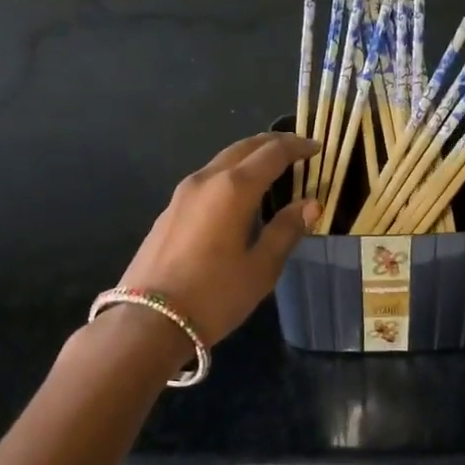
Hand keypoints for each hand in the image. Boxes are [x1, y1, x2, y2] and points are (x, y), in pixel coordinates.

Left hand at [118, 133, 318, 344]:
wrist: (148, 321)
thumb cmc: (214, 295)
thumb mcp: (261, 267)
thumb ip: (286, 230)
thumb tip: (310, 204)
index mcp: (234, 188)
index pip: (273, 153)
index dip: (298, 147)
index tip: (317, 148)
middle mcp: (207, 179)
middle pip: (244, 147)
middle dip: (273, 144)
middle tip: (297, 150)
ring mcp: (183, 193)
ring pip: (223, 160)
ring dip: (250, 158)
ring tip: (272, 170)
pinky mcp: (170, 209)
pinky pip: (208, 178)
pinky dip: (231, 175)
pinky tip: (239, 195)